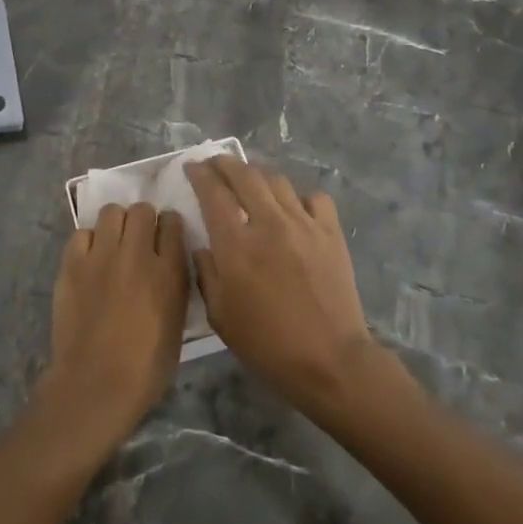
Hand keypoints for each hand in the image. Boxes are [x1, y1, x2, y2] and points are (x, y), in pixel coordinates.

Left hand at [36, 203, 189, 451]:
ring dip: (116, 224)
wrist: (95, 384)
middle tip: (139, 239)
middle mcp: (137, 255)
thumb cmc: (146, 367)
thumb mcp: (177, 324)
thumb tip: (168, 262)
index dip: (169, 227)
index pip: (173, 224)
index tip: (165, 237)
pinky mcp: (72, 264)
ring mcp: (101, 256)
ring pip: (111, 212)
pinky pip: (82, 233)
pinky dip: (88, 242)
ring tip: (113, 244)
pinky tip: (90, 260)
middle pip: (142, 210)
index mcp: (169, 272)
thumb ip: (175, 284)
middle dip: (143, 220)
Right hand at [185, 157, 376, 410]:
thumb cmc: (267, 344)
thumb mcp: (220, 316)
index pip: (213, 192)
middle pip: (244, 174)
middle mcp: (269, 223)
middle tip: (215, 164)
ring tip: (249, 179)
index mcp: (236, 244)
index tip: (191, 167)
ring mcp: (304, 224)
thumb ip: (206, 273)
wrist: (330, 360)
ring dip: (257, 174)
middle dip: (225, 163)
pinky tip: (293, 208)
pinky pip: (313, 198)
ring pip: (277, 180)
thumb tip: (203, 246)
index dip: (199, 174)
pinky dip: (298, 196)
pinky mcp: (330, 233)